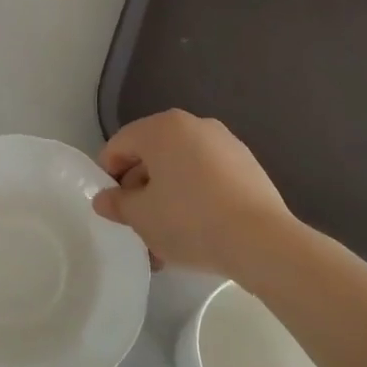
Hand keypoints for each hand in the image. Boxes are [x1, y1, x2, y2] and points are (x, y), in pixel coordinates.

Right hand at [92, 110, 294, 285]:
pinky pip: (207, 177)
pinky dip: (195, 198)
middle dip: (140, 191)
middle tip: (137, 228)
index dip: (108, 176)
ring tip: (166, 241)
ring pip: (181, 170)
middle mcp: (194, 125)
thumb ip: (117, 204)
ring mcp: (225, 143)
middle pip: (152, 156)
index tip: (113, 209)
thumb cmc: (190, 220)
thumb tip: (105, 199)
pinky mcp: (247, 166)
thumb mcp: (141, 217)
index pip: (119, 145)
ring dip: (167, 199)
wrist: (261, 241)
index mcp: (162, 128)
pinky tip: (197, 233)